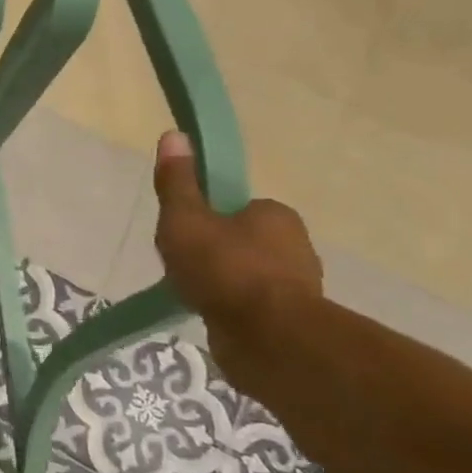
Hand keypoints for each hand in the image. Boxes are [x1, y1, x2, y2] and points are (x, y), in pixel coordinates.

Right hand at [152, 131, 321, 340]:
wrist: (268, 338)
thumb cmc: (224, 269)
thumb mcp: (185, 220)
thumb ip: (178, 183)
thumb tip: (174, 134)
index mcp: (275, 215)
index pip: (236, 207)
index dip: (206, 218)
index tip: (182, 235)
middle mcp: (295, 245)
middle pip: (241, 240)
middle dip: (213, 252)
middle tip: (181, 266)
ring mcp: (297, 286)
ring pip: (248, 275)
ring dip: (223, 283)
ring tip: (192, 294)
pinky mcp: (291, 321)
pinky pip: (252, 306)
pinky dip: (232, 309)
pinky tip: (211, 316)